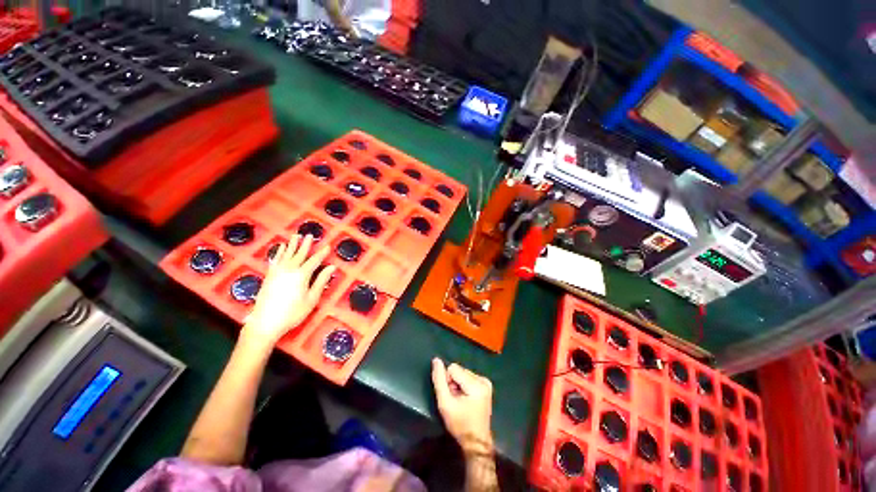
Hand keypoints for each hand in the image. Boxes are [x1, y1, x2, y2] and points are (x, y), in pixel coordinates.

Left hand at [241, 235, 334, 346]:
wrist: (265, 322)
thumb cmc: (293, 312)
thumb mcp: (311, 299)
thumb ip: (321, 281)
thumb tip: (332, 267)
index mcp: (301, 275)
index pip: (314, 261)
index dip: (322, 253)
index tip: (327, 246)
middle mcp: (289, 269)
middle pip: (299, 254)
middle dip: (306, 244)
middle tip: (310, 235)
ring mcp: (277, 272)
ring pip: (286, 254)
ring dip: (292, 245)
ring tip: (296, 236)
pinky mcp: (269, 276)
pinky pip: (275, 260)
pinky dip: (279, 252)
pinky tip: (281, 248)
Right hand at [431, 358, 493, 455]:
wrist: (476, 442)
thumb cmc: (460, 424)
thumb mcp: (445, 403)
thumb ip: (439, 380)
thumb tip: (436, 360)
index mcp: (476, 384)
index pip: (453, 368)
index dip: (447, 381)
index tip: (450, 396)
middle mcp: (483, 380)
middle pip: (459, 370)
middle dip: (454, 382)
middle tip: (455, 400)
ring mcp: (486, 382)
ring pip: (463, 372)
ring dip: (458, 384)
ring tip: (461, 401)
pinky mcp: (486, 385)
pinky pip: (469, 377)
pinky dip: (464, 385)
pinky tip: (466, 399)